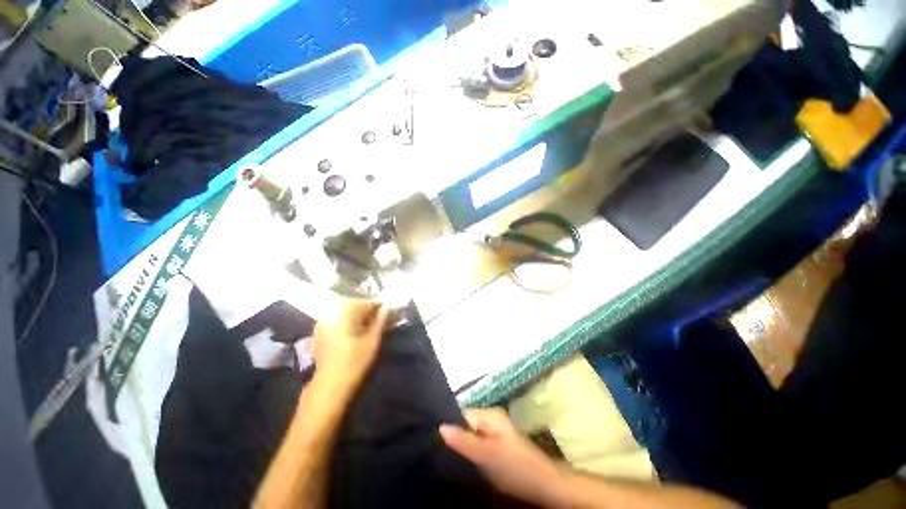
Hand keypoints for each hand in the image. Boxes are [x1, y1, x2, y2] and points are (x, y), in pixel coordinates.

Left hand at [312, 299, 388, 393]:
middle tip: (380, 316)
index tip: (388, 309)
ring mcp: (322, 325)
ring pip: (344, 313)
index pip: (365, 302)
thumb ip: (381, 321)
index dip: (378, 305)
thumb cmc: (355, 362)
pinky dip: (347, 323)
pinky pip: (336, 321)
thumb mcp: (373, 340)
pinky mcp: (319, 336)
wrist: (330, 387)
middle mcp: (331, 315)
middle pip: (353, 305)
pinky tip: (355, 332)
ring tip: (369, 324)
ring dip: (357, 316)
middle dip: (367, 309)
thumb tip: (386, 308)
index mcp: (344, 313)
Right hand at [440, 408, 569, 507]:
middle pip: (467, 425)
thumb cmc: (515, 467)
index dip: (450, 426)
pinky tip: (469, 464)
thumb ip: (463, 440)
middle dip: (456, 438)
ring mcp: (498, 432)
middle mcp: (493, 419)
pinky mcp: (501, 446)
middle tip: (443, 454)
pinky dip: (474, 453)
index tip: (436, 442)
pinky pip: (481, 445)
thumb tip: (440, 426)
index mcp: (490, 415)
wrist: (545, 485)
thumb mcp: (486, 455)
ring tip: (452, 460)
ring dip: (465, 447)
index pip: (462, 414)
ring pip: (473, 436)